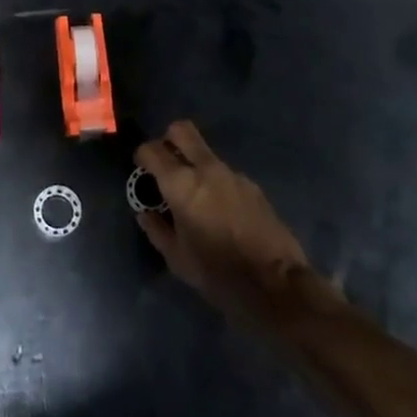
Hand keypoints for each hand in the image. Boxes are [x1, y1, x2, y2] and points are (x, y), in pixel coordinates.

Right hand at [135, 120, 314, 326]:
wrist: (276, 285)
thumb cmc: (218, 274)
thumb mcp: (177, 259)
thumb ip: (156, 229)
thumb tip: (145, 212)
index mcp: (181, 185)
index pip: (152, 150)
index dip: (142, 155)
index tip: (141, 168)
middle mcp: (206, 169)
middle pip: (182, 131)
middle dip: (168, 139)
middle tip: (165, 163)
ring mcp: (233, 174)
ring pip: (205, 153)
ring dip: (194, 165)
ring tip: (195, 197)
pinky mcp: (253, 186)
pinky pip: (225, 174)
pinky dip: (215, 183)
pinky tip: (220, 211)